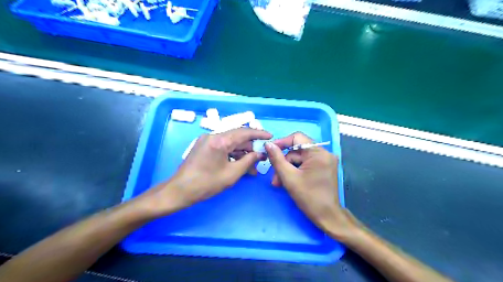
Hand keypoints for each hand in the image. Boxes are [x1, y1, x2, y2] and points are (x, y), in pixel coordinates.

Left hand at [143, 127, 273, 215]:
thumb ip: (248, 161)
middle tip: (261, 159)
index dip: (259, 134)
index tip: (270, 136)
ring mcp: (207, 140)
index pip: (244, 132)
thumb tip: (259, 154)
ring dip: (241, 153)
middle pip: (237, 137)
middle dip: (250, 148)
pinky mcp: (203, 146)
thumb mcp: (232, 174)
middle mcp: (213, 135)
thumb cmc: (206, 183)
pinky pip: (222, 146)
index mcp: (220, 140)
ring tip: (251, 167)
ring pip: (230, 143)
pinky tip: (239, 164)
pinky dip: (232, 154)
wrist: (180, 190)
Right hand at [266, 132, 356, 239]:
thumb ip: (277, 159)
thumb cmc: (309, 197)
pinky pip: (306, 164)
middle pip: (297, 150)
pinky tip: (288, 181)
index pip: (297, 138)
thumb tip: (268, 144)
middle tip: (274, 177)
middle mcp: (324, 153)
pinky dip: (296, 171)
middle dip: (284, 162)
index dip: (282, 142)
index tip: (270, 151)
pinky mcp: (324, 167)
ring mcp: (325, 160)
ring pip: (300, 159)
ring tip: (278, 183)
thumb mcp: (289, 177)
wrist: (327, 217)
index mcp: (318, 153)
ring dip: (288, 169)